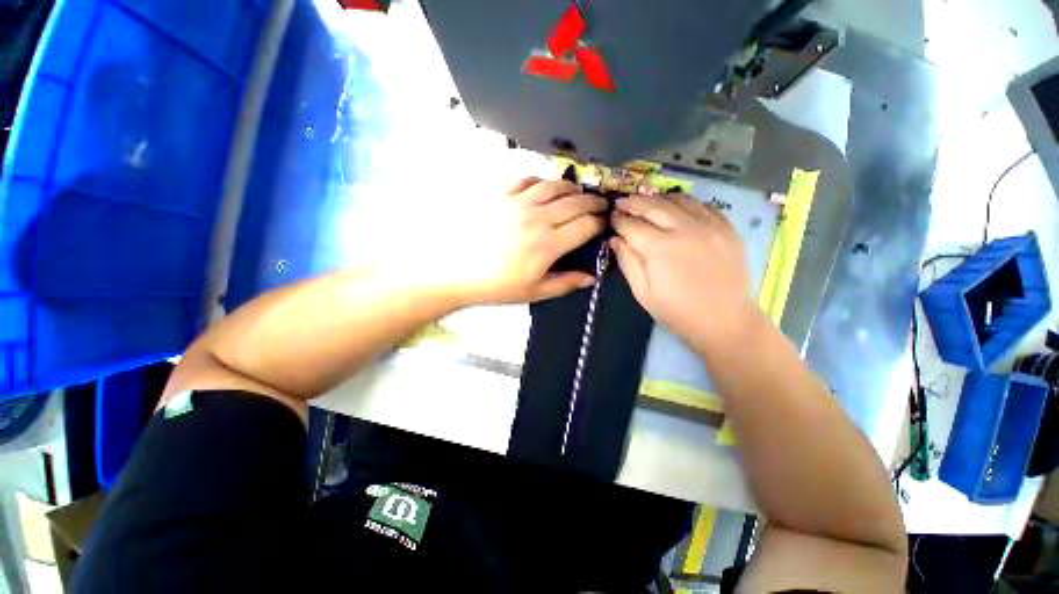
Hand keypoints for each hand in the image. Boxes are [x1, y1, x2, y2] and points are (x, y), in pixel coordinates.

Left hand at [412, 177, 605, 306]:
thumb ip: (565, 283)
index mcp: (549, 244)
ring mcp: (517, 203)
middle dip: (593, 202)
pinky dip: (541, 181)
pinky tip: (544, 188)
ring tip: (578, 193)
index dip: (600, 222)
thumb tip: (592, 276)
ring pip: (554, 186)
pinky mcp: (500, 194)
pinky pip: (526, 180)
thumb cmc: (495, 286)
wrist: (452, 270)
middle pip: (576, 202)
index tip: (605, 223)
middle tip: (599, 205)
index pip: (586, 225)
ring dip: (572, 188)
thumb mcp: (533, 292)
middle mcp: (538, 218)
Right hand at [610, 194, 759, 349]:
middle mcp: (683, 229)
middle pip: (652, 205)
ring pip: (678, 199)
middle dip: (633, 202)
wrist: (725, 321)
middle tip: (622, 203)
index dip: (618, 219)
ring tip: (646, 203)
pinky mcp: (726, 227)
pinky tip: (676, 208)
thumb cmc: (677, 312)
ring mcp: (709, 225)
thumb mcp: (643, 293)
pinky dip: (684, 202)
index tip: (611, 217)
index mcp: (659, 248)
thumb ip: (628, 263)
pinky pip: (702, 204)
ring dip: (657, 198)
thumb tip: (615, 239)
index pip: (631, 225)